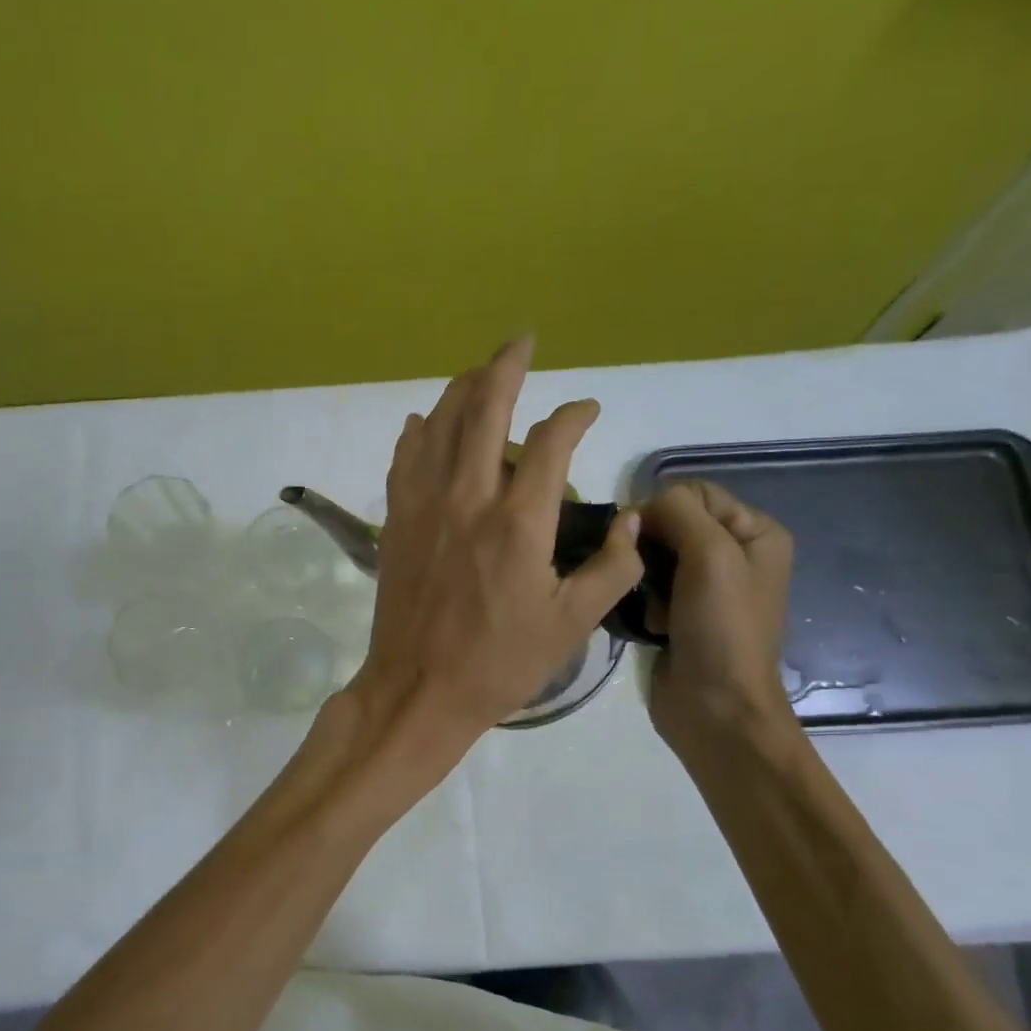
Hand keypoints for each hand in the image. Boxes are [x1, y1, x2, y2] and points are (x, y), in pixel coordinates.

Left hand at [345, 337, 643, 752]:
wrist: (419, 690)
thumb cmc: (500, 664)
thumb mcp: (572, 625)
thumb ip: (612, 569)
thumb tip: (635, 523)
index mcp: (518, 522)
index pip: (550, 442)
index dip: (574, 415)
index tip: (588, 410)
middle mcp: (467, 498)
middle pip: (484, 409)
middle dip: (505, 366)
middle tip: (522, 340)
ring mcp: (423, 506)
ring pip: (438, 424)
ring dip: (461, 388)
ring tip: (482, 371)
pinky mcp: (395, 521)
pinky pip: (404, 459)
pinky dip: (417, 432)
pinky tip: (424, 422)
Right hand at [639, 479, 796, 745]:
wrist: (716, 708)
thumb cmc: (722, 627)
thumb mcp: (710, 555)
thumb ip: (678, 512)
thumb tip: (641, 508)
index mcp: (756, 533)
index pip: (696, 492)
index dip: (664, 508)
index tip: (644, 538)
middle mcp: (735, 555)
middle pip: (674, 523)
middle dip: (651, 545)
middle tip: (642, 573)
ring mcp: (707, 588)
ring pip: (655, 556)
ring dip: (644, 576)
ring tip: (649, 605)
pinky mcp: (681, 616)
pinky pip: (650, 589)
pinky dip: (643, 601)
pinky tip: (650, 623)